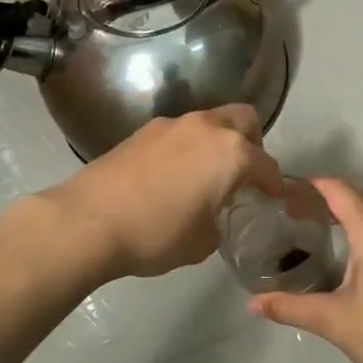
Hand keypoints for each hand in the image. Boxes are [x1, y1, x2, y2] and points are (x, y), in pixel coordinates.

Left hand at [36, 106, 283, 280]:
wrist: (88, 221)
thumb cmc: (156, 234)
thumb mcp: (202, 242)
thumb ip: (220, 222)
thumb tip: (214, 216)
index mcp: (231, 153)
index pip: (266, 165)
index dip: (274, 185)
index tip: (274, 198)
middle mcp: (206, 128)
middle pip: (243, 120)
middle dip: (252, 143)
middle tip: (245, 174)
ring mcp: (171, 125)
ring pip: (209, 122)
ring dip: (217, 143)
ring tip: (207, 176)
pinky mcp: (142, 132)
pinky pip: (179, 134)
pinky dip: (188, 148)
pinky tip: (174, 177)